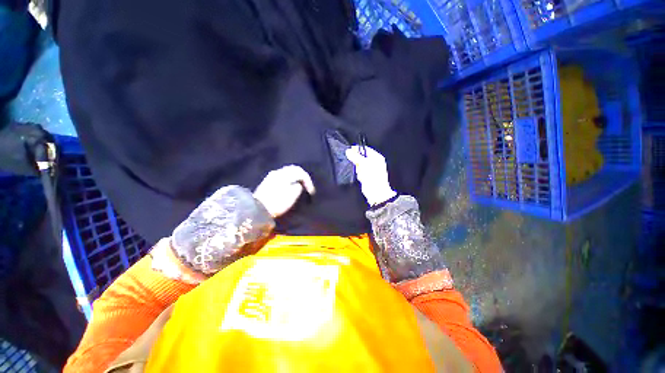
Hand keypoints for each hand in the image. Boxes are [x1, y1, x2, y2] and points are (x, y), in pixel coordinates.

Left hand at [253, 165, 315, 217]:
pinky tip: (291, 185)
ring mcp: (272, 175)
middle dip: (303, 176)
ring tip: (300, 185)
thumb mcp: (292, 196)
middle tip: (307, 185)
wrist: (258, 209)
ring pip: (288, 171)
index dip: (308, 181)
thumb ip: (298, 187)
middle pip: (294, 169)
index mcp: (285, 174)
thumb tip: (298, 184)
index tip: (311, 192)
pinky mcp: (268, 180)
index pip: (301, 173)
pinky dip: (290, 178)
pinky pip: (283, 175)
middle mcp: (278, 172)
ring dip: (296, 177)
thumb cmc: (277, 203)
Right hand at [345, 146, 396, 205]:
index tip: (350, 150)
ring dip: (358, 169)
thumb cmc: (373, 177)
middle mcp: (375, 163)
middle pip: (362, 157)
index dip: (357, 149)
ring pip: (360, 165)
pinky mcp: (367, 176)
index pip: (366, 149)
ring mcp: (371, 170)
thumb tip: (349, 151)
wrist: (376, 192)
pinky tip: (361, 177)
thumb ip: (355, 157)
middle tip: (356, 164)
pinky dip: (359, 174)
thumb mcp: (363, 164)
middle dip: (357, 161)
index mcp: (377, 157)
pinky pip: (360, 172)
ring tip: (361, 173)